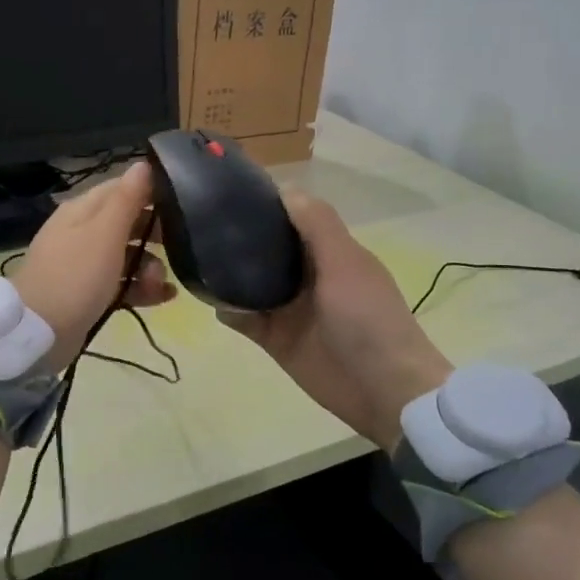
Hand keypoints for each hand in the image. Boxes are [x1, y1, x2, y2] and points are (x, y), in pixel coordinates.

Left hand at [9, 163, 175, 371]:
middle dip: (154, 235)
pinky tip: (165, 297)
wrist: (37, 333)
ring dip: (150, 266)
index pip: (122, 188)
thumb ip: (127, 199)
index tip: (182, 203)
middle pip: (128, 223)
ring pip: (127, 256)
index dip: (151, 193)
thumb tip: (143, 164)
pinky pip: (122, 284)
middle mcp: (83, 232)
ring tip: (161, 283)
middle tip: (179, 245)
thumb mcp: (104, 233)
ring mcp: (84, 265)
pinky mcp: (89, 294)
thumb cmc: (74, 276)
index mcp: (83, 210)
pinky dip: (142, 288)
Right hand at [219, 192, 451, 451]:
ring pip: (249, 282)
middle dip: (238, 237)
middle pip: (266, 248)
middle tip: (200, 224)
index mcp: (328, 251)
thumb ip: (317, 225)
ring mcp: (289, 308)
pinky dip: (228, 309)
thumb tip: (283, 189)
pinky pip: (244, 318)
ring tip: (195, 259)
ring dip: (227, 274)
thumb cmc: (368, 319)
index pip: (291, 217)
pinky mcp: (275, 338)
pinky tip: (212, 301)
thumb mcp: (346, 262)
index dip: (265, 204)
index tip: (228, 190)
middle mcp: (306, 274)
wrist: (384, 390)